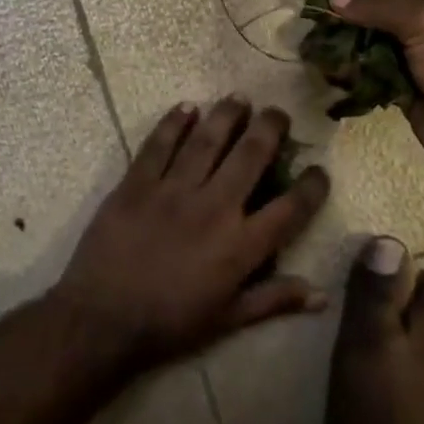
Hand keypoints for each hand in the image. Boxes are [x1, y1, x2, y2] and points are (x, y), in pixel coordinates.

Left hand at [51, 98, 331, 370]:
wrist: (102, 320)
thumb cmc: (169, 324)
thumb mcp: (228, 320)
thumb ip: (274, 300)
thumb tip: (322, 296)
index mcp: (240, 245)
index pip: (290, 208)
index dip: (312, 186)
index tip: (319, 169)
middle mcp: (213, 207)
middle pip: (250, 156)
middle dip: (270, 128)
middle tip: (278, 112)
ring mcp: (173, 191)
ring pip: (207, 140)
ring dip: (226, 115)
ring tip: (239, 98)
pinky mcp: (136, 184)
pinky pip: (159, 145)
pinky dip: (173, 123)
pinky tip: (186, 107)